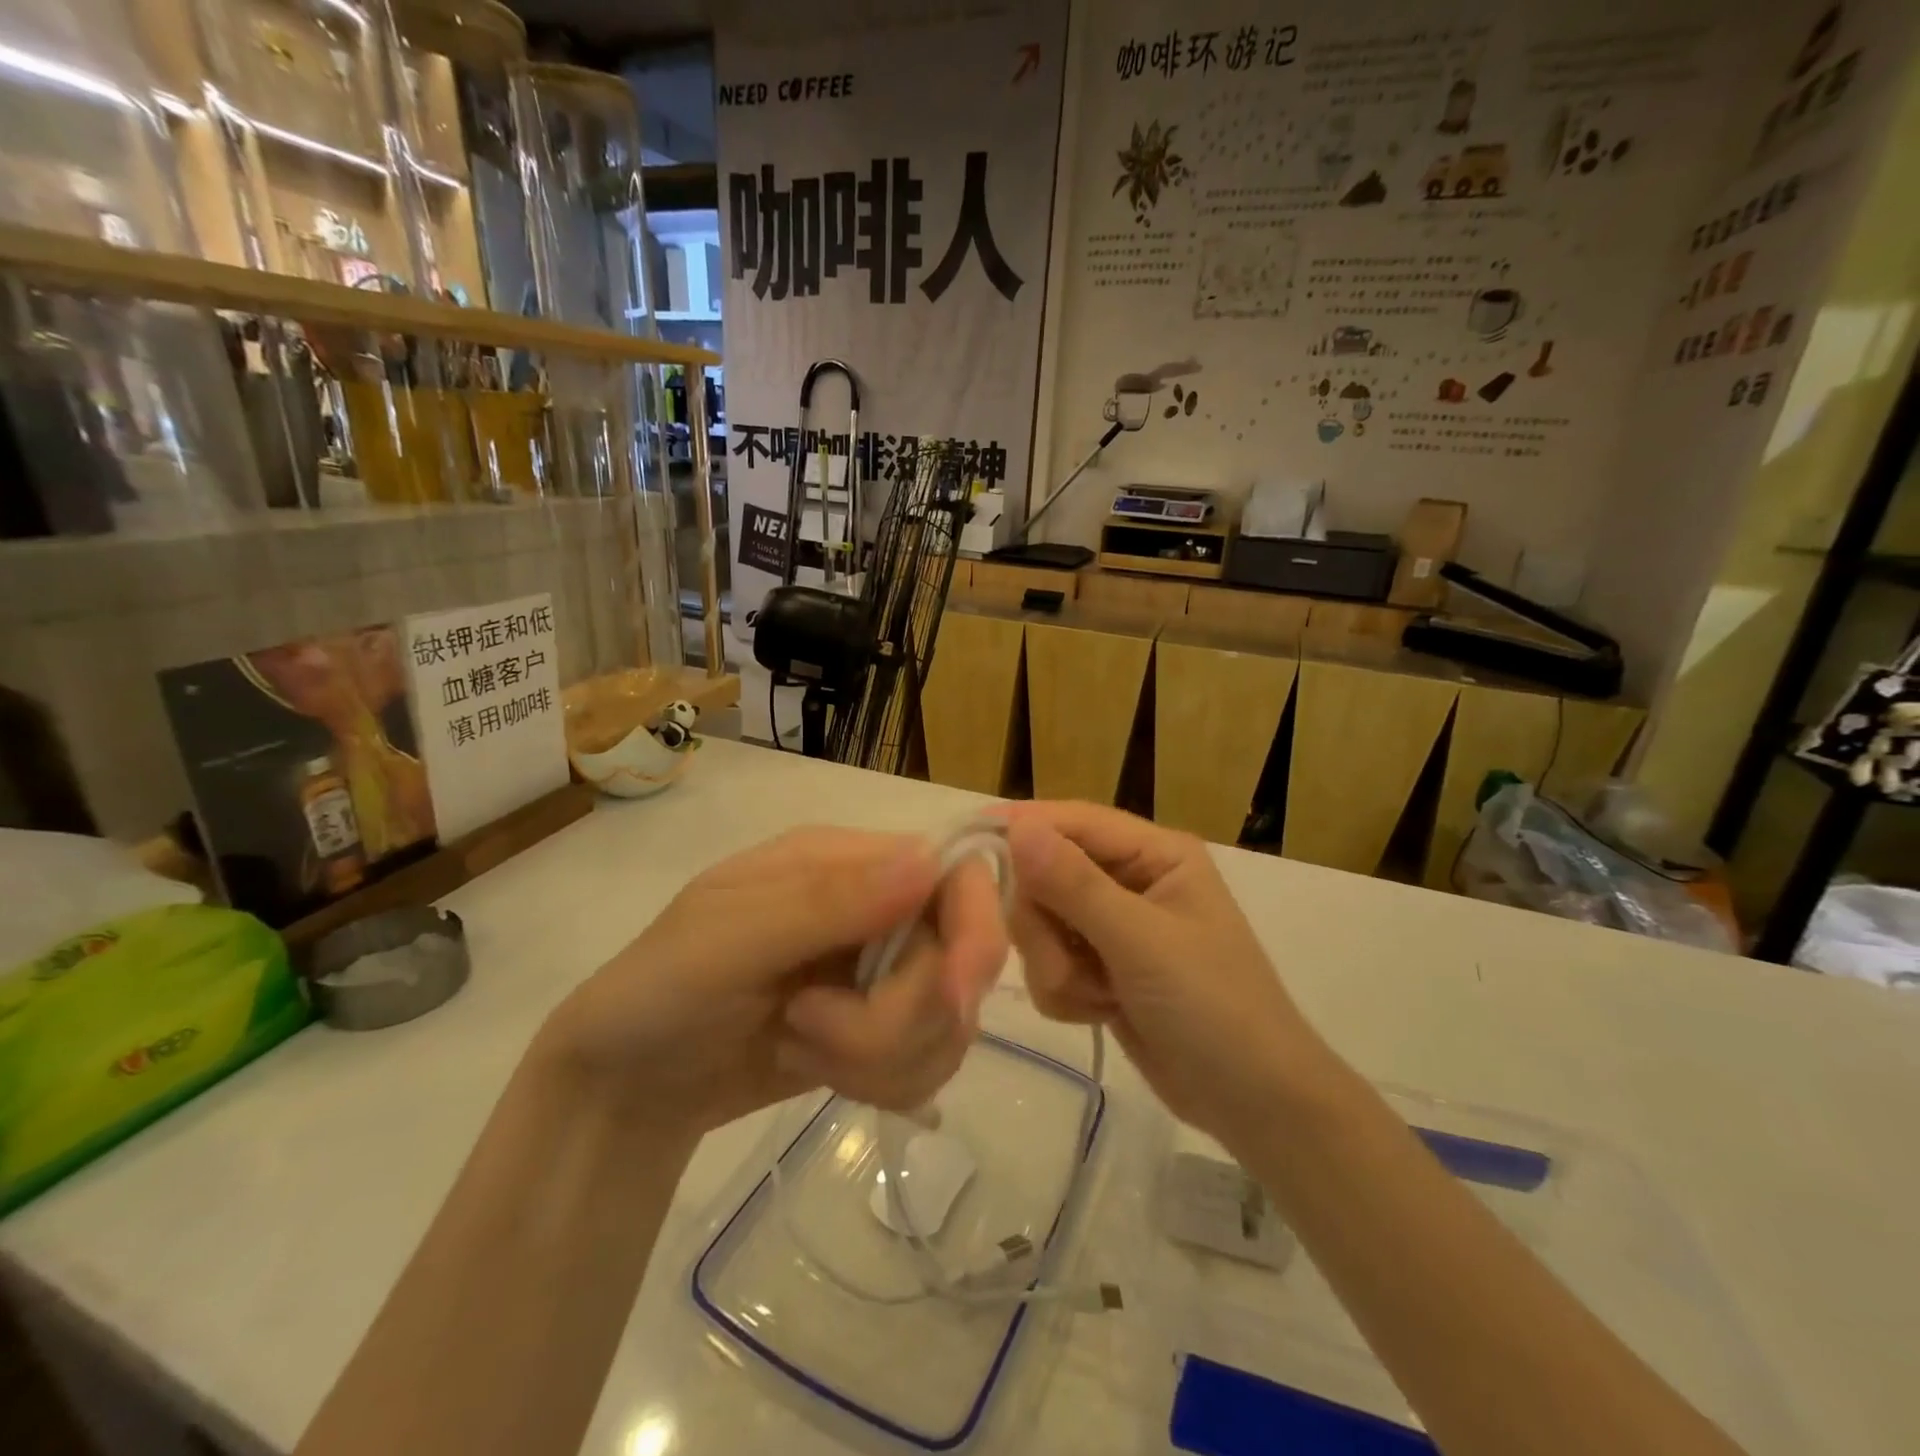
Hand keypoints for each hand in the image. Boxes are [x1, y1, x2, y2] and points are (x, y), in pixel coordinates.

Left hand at [539, 827, 1007, 1137]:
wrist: (627, 1086)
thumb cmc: (659, 992)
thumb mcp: (728, 938)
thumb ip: (826, 901)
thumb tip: (929, 862)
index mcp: (846, 862)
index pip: (954, 873)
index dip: (974, 929)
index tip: (952, 998)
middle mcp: (878, 909)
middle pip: (958, 961)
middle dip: (892, 1019)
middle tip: (808, 1027)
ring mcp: (881, 975)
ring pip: (950, 1021)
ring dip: (879, 1058)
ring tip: (799, 1044)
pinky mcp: (879, 1034)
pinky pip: (930, 1063)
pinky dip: (883, 1083)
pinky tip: (820, 1071)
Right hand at [1001, 803, 1326, 1140]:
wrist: (1254, 1105)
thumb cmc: (1212, 1008)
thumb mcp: (1142, 942)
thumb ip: (1075, 884)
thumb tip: (1017, 826)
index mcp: (1155, 854)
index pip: (1074, 821)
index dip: (1024, 826)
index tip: (971, 840)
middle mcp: (1131, 880)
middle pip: (1046, 875)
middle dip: (1046, 925)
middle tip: (1066, 963)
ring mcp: (1114, 928)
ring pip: (1041, 924)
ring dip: (1057, 966)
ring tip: (1096, 996)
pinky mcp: (1101, 969)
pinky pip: (1050, 964)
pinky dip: (1066, 992)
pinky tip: (1100, 1012)